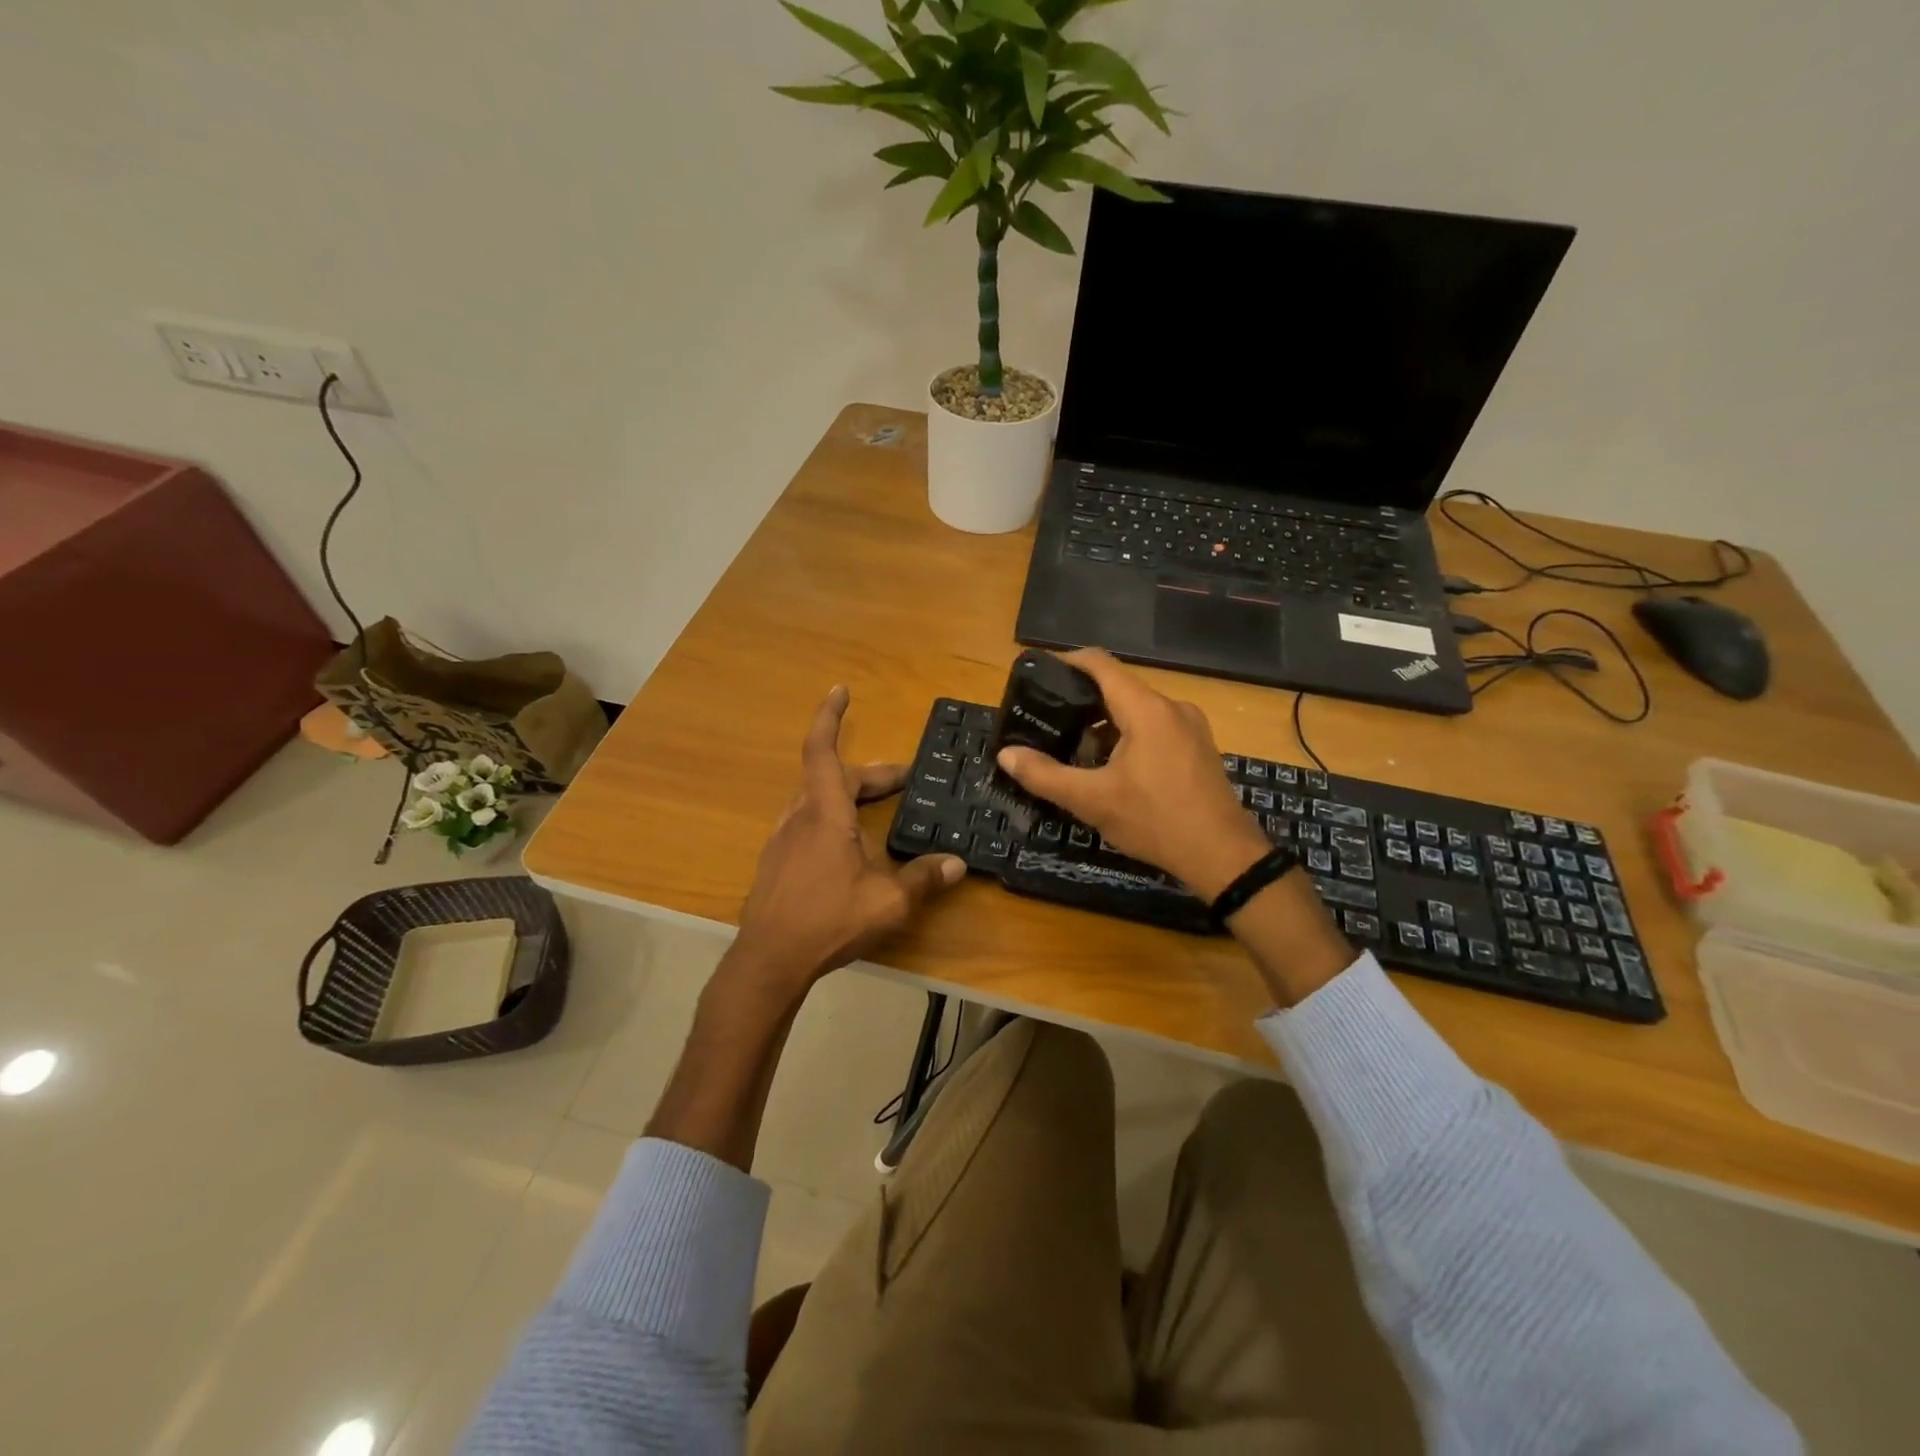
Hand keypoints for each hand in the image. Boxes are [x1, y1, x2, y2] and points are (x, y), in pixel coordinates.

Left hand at [731, 685, 965, 1000]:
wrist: (769, 960)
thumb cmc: (828, 920)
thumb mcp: (888, 901)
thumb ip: (923, 879)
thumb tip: (957, 864)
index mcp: (824, 813)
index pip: (822, 751)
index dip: (830, 717)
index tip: (840, 691)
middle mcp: (799, 817)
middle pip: (831, 777)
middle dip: (869, 775)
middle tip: (903, 782)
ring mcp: (782, 840)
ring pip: (816, 801)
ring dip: (848, 796)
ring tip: (877, 812)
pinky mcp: (775, 863)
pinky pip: (806, 824)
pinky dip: (831, 819)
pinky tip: (848, 849)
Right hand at [995, 650, 1268, 899]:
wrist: (1223, 856)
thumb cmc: (1155, 821)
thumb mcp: (1092, 801)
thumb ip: (1045, 775)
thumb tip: (1006, 755)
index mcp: (1147, 709)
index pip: (1101, 665)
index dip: (1067, 662)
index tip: (1039, 674)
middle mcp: (1172, 707)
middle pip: (1118, 689)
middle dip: (1081, 702)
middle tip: (1049, 722)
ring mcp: (1190, 727)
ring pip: (1137, 711)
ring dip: (1105, 725)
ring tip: (1075, 751)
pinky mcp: (1198, 748)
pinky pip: (1155, 728)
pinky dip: (1128, 737)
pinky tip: (1112, 769)